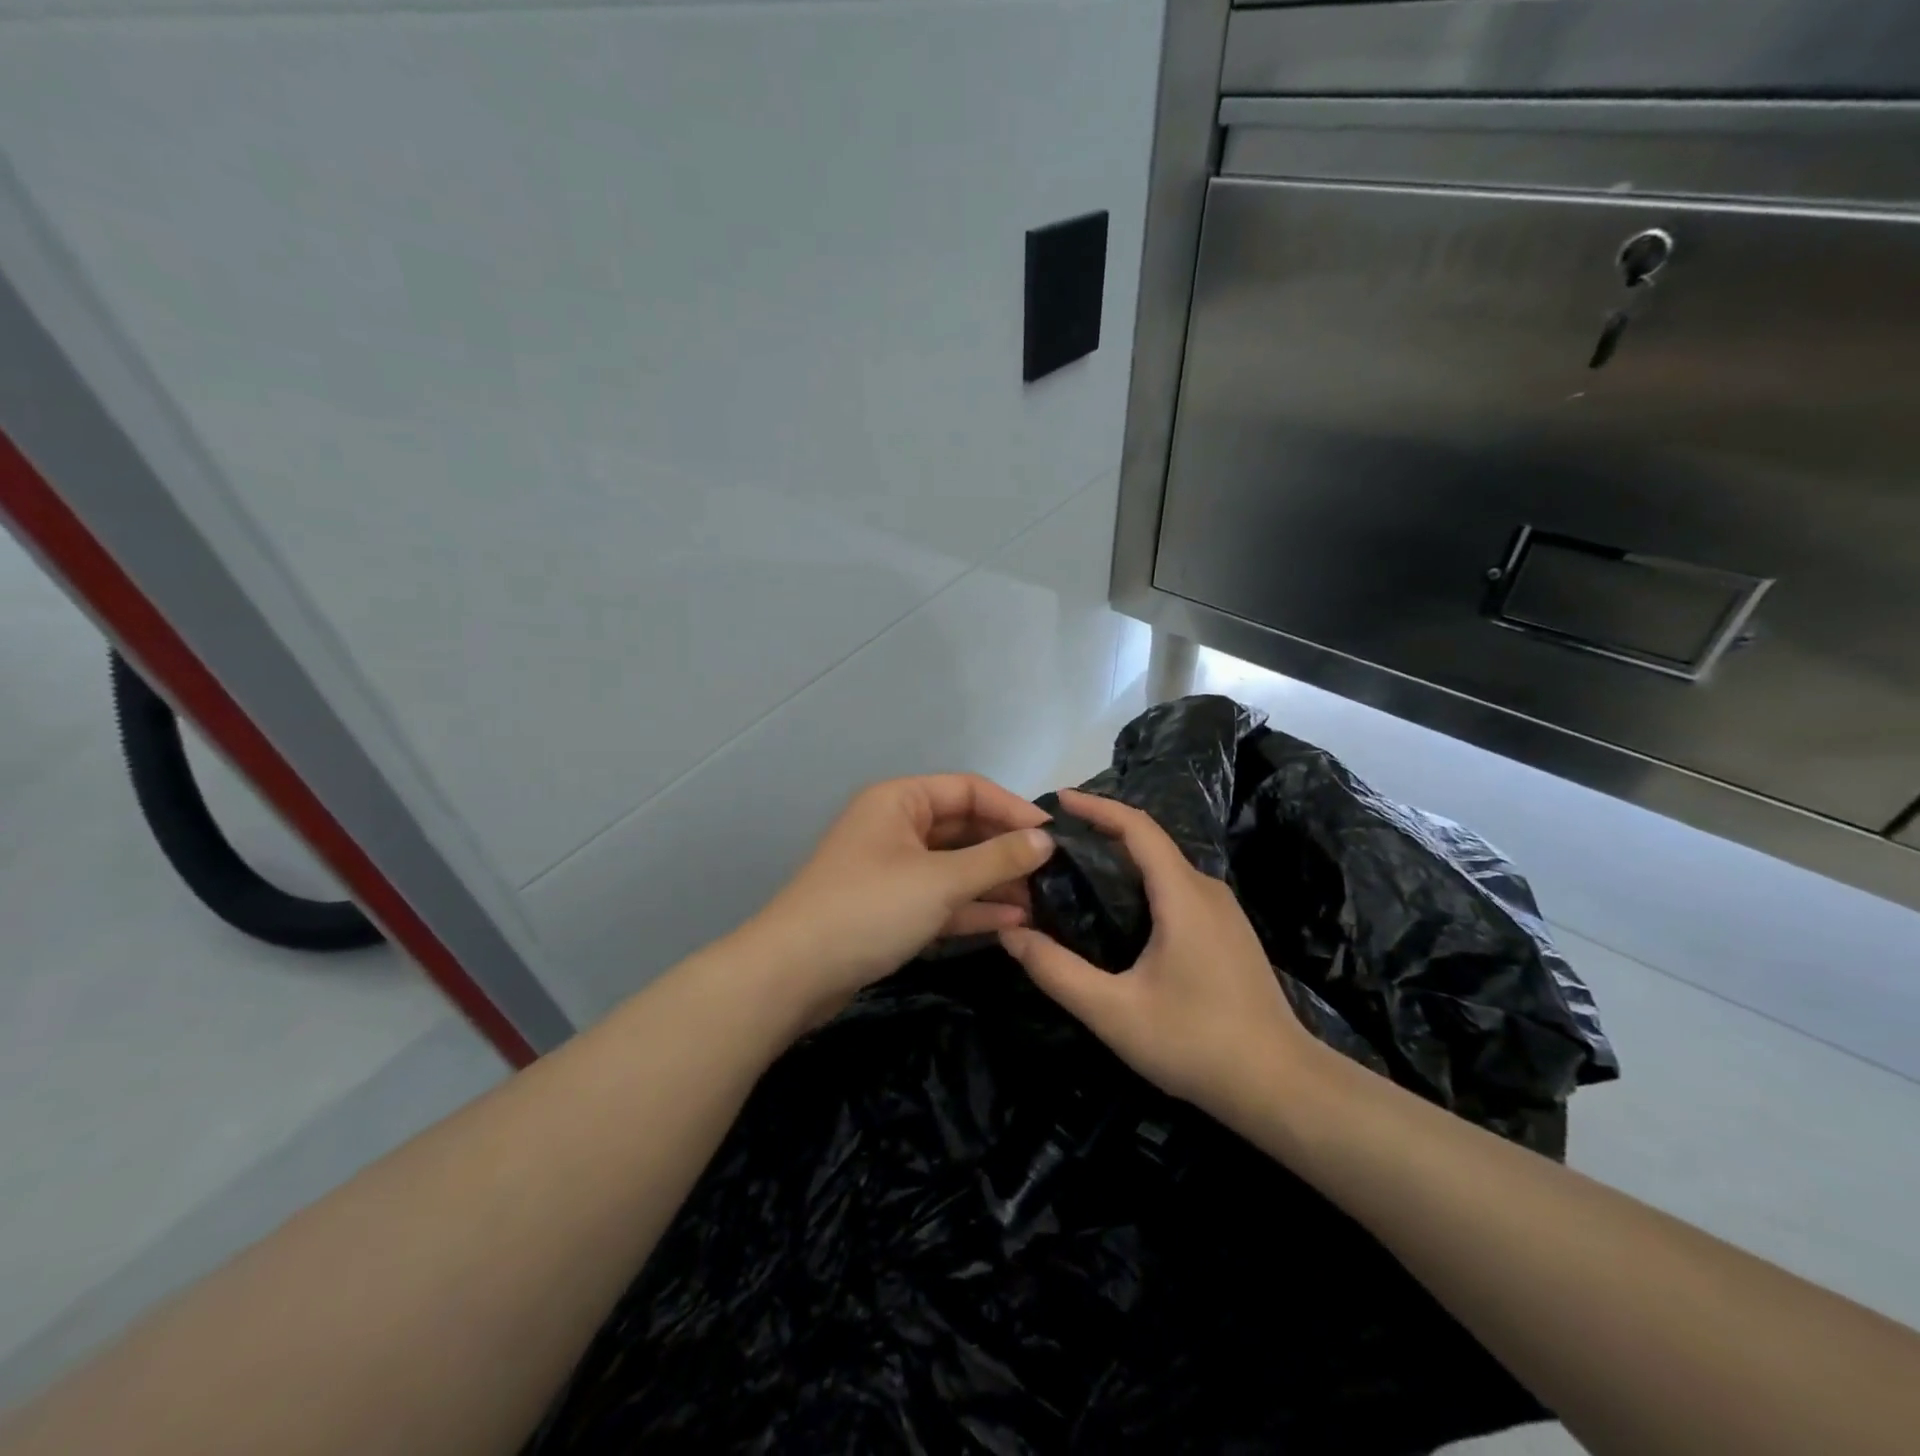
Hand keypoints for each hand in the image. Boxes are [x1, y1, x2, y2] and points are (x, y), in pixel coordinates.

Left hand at [744, 774, 1054, 1024]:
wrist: (794, 974)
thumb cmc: (869, 909)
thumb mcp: (939, 880)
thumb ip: (996, 858)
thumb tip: (1045, 840)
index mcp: (900, 801)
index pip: (969, 790)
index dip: (1013, 810)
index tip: (1055, 837)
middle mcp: (896, 827)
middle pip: (963, 828)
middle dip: (1006, 851)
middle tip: (1054, 874)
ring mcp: (892, 870)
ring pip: (954, 866)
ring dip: (994, 882)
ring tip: (1042, 902)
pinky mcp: (890, 909)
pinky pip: (940, 898)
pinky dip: (971, 907)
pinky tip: (1012, 922)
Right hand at [998, 788, 1314, 1123]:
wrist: (1281, 1087)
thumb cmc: (1196, 1043)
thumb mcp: (1113, 1012)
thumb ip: (1056, 971)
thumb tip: (1010, 933)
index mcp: (1182, 894)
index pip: (1137, 827)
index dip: (1096, 807)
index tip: (1057, 800)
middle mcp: (1206, 890)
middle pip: (1149, 843)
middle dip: (1101, 833)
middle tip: (1052, 846)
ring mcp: (1223, 912)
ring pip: (1164, 867)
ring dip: (1122, 860)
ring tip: (1075, 874)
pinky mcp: (1227, 933)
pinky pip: (1177, 890)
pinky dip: (1141, 884)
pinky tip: (1117, 914)